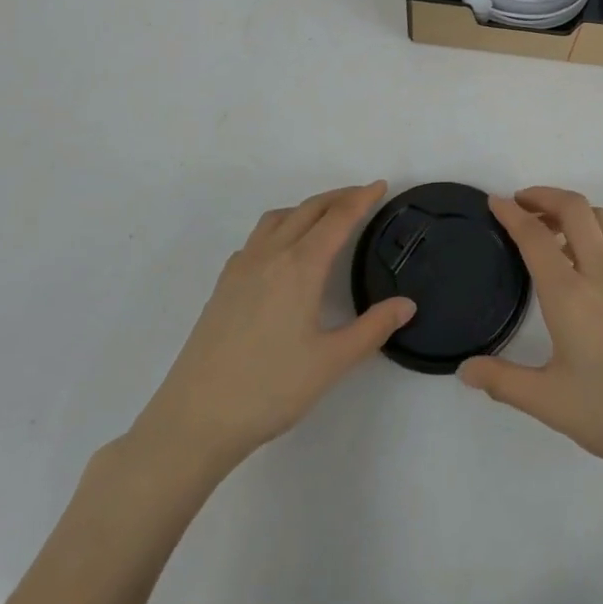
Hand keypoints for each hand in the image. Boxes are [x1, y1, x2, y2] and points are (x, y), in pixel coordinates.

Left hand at [130, 182, 413, 471]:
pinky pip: (256, 238)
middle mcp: (271, 255)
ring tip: (325, 217)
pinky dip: (280, 227)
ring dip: (307, 208)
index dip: (361, 199)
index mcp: (300, 266)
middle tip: (362, 196)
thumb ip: (373, 329)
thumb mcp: (331, 363)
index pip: (338, 219)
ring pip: (279, 218)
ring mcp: (242, 267)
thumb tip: (407, 304)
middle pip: (309, 209)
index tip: (380, 185)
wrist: (196, 418)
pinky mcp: (223, 284)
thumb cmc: (270, 389)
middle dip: (338, 197)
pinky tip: (282, 252)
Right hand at [459, 188, 602, 489]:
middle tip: (522, 204)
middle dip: (544, 195)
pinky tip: (587, 267)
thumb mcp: (552, 404)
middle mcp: (602, 273)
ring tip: (551, 230)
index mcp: (571, 295)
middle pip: (574, 207)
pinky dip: (594, 234)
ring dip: (572, 211)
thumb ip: (504, 382)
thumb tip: (466, 370)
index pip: (534, 236)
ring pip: (601, 219)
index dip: (511, 213)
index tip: (495, 202)